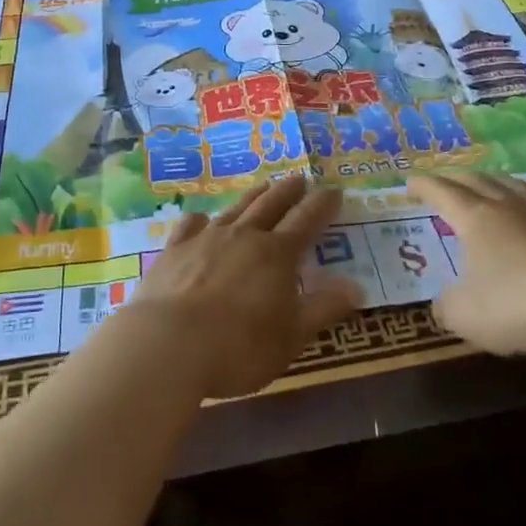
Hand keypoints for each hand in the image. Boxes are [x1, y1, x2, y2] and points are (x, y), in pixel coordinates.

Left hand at [131, 176, 362, 399]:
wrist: (168, 344)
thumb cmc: (239, 347)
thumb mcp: (291, 336)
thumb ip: (323, 308)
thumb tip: (356, 285)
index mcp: (277, 254)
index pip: (307, 221)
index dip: (323, 205)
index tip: (334, 190)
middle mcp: (244, 236)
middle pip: (271, 204)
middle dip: (289, 191)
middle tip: (300, 178)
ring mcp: (206, 239)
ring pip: (236, 208)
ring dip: (253, 196)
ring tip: (264, 186)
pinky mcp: (174, 250)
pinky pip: (191, 225)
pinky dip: (200, 220)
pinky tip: (200, 220)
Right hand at [410, 173, 525, 355]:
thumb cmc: (515, 304)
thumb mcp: (465, 316)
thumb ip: (447, 307)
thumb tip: (443, 304)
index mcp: (474, 219)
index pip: (442, 192)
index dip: (423, 185)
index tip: (409, 182)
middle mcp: (507, 207)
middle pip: (477, 180)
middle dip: (455, 178)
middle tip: (444, 180)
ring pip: (513, 185)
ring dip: (494, 182)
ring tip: (488, 185)